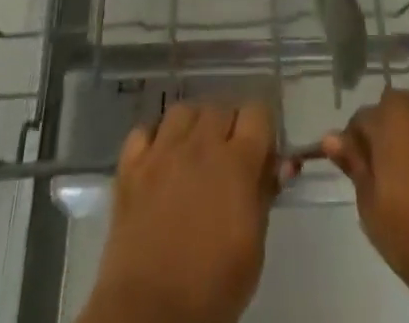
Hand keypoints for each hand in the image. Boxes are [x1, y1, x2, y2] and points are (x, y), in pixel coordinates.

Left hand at [82, 101, 281, 322]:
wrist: (149, 316)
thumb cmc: (211, 291)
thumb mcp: (253, 250)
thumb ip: (264, 197)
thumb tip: (278, 165)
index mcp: (237, 162)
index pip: (257, 111)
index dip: (262, 127)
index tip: (261, 152)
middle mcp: (200, 145)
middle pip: (220, 107)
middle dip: (229, 127)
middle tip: (228, 159)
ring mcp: (162, 152)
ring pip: (183, 111)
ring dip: (192, 126)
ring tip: (193, 154)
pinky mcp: (131, 167)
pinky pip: (143, 131)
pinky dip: (153, 139)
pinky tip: (158, 161)